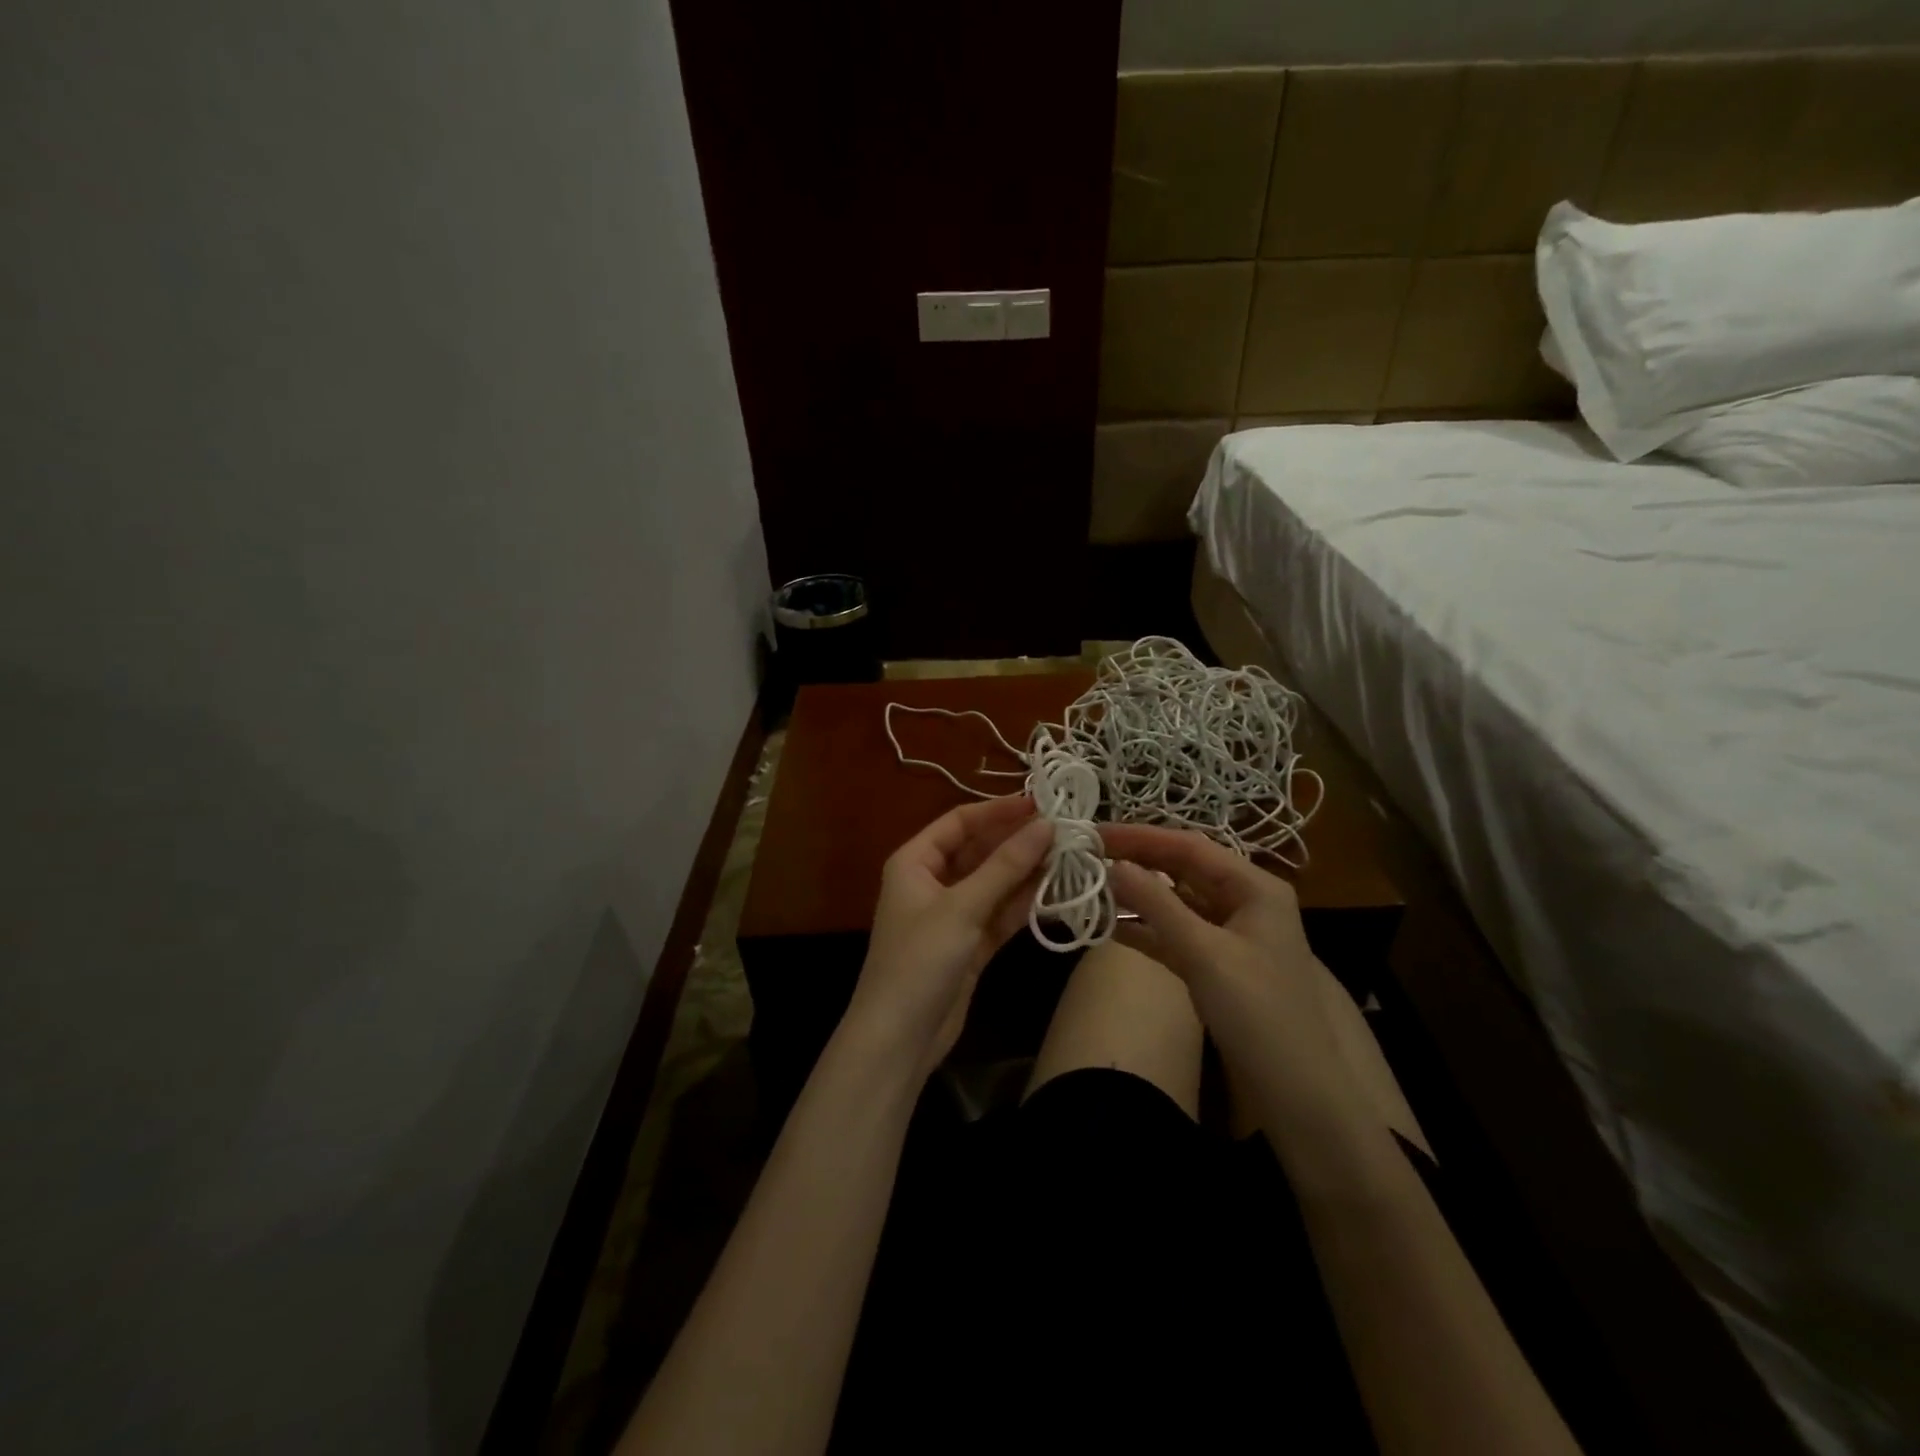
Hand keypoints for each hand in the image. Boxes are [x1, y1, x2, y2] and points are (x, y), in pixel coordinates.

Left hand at [842, 796, 1053, 1078]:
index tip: (1041, 803)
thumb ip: (1005, 866)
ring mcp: (952, 914)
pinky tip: (1058, 891)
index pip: (959, 822)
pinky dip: (1024, 904)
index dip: (998, 810)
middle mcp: (932, 881)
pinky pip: (1000, 913)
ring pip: (994, 882)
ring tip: (1071, 856)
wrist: (899, 1038)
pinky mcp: (969, 943)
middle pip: (979, 850)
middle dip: (1018, 841)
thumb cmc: (920, 960)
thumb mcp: (962, 907)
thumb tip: (1046, 825)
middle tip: (1065, 830)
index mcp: (915, 861)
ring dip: (1027, 872)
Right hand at [1099, 824, 1360, 1117]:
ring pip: (1175, 902)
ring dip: (1136, 896)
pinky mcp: (1215, 964)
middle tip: (1087, 856)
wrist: (1300, 1092)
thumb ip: (1158, 905)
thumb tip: (1114, 864)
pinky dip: (1144, 929)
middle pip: (1181, 869)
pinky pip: (1174, 934)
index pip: (1189, 847)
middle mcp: (1243, 902)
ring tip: (1090, 886)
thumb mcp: (1206, 954)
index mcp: (1254, 887)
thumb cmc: (1261, 1013)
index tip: (1094, 834)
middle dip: (1136, 861)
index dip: (1140, 837)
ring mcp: (1228, 934)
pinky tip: (1108, 926)